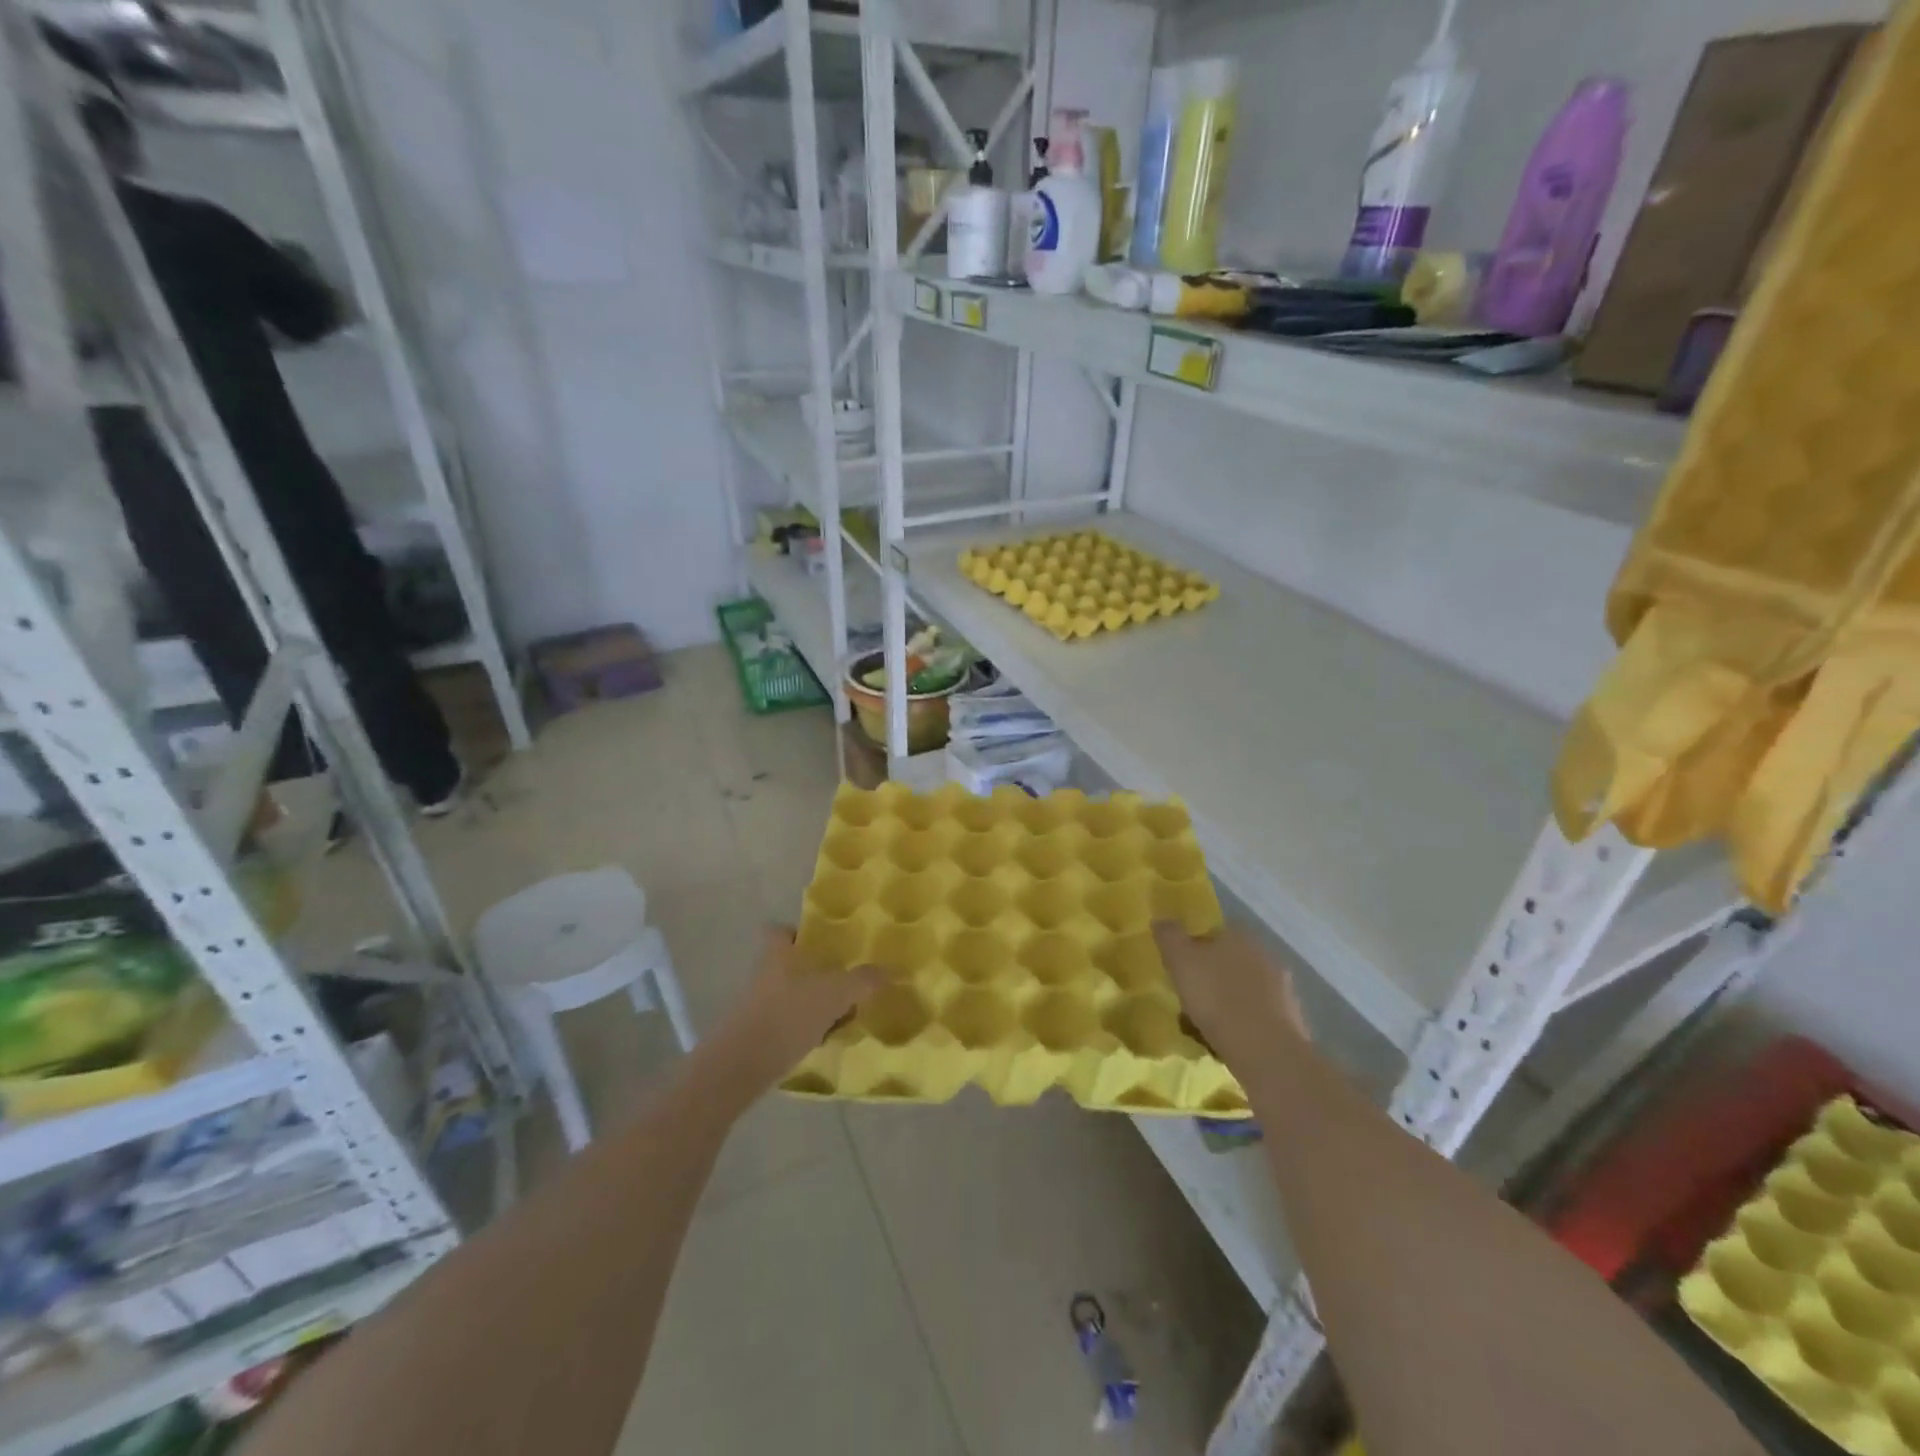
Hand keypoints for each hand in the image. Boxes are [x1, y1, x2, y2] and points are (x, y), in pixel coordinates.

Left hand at [703, 927, 886, 1098]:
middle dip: (815, 973)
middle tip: (844, 983)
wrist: (741, 1065)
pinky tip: (821, 1042)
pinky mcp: (754, 1034)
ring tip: (840, 1017)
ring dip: (812, 1004)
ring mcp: (756, 1005)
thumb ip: (863, 980)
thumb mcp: (836, 993)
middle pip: (790, 964)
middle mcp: (764, 973)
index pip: (781, 930)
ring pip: (790, 995)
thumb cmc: (789, 1014)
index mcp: (779, 953)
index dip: (799, 933)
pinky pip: (785, 1023)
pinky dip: (802, 1029)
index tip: (823, 944)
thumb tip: (889, 970)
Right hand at [1153, 923, 1307, 1078]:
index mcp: (1240, 935)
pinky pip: (1256, 1016)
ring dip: (1226, 1002)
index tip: (1180, 969)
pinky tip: (1225, 1042)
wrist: (1265, 1051)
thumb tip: (1161, 919)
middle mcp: (1265, 954)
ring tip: (1203, 1027)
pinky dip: (1242, 1025)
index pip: (1214, 932)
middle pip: (1229, 961)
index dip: (1194, 948)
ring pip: (1243, 990)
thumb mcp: (1180, 961)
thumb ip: (1169, 936)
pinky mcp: (1290, 1020)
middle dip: (1211, 977)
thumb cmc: (1217, 998)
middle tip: (1189, 998)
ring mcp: (1282, 988)